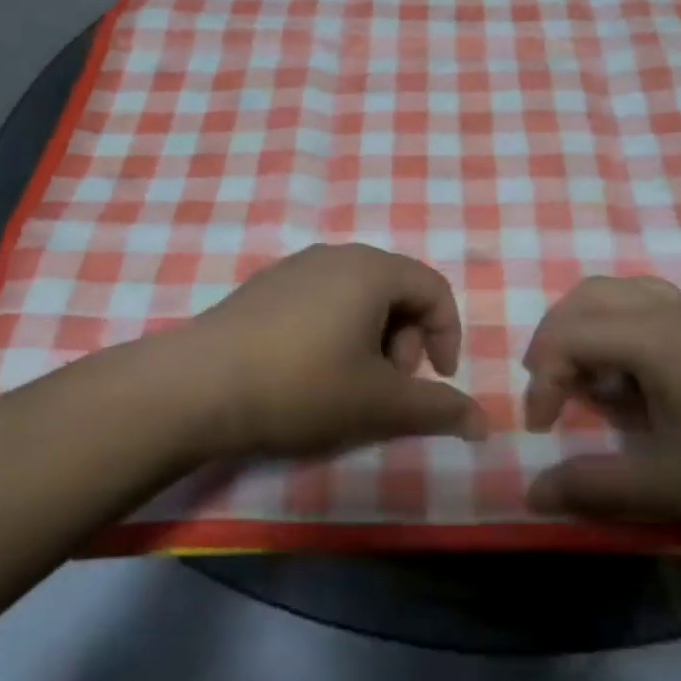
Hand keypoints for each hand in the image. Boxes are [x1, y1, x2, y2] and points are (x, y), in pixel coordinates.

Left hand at [179, 244, 488, 457]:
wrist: (195, 388)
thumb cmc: (302, 386)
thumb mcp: (379, 403)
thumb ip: (438, 409)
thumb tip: (485, 424)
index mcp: (372, 270)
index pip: (435, 289)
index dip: (448, 336)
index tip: (436, 380)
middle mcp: (335, 256)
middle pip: (396, 291)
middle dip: (406, 341)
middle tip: (387, 387)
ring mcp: (293, 268)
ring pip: (357, 298)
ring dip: (371, 341)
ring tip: (349, 385)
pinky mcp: (262, 288)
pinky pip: (320, 302)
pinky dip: (335, 334)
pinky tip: (308, 375)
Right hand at [522, 276, 680, 529]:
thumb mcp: (674, 485)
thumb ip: (595, 487)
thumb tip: (530, 492)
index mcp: (651, 339)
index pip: (566, 337)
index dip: (539, 382)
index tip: (543, 431)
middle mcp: (669, 311)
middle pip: (585, 298)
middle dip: (553, 342)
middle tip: (552, 392)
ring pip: (620, 294)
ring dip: (588, 330)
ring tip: (592, 383)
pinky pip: (650, 307)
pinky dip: (622, 332)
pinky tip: (641, 382)